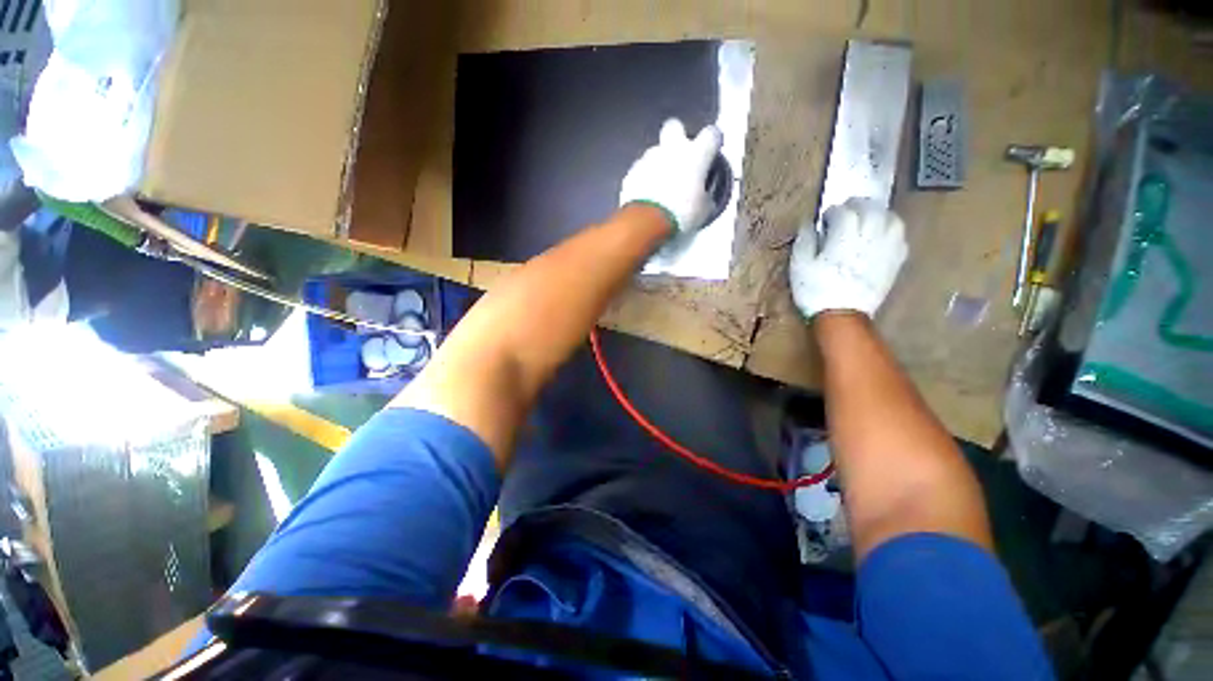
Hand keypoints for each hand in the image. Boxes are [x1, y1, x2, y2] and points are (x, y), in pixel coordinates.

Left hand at [620, 119, 723, 233]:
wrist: (646, 223)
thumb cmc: (681, 215)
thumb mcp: (703, 211)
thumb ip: (705, 197)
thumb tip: (705, 199)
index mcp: (696, 155)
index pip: (711, 134)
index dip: (712, 142)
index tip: (711, 152)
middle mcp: (672, 149)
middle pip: (674, 127)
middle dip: (677, 137)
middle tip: (679, 157)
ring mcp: (648, 159)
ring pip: (654, 151)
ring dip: (658, 163)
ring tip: (659, 185)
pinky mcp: (631, 172)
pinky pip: (640, 170)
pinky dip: (643, 179)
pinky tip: (645, 195)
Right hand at [790, 198, 907, 318]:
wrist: (841, 316)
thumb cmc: (815, 291)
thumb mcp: (799, 267)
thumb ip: (804, 241)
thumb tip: (808, 224)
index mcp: (843, 239)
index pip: (844, 212)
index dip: (834, 211)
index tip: (825, 218)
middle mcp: (869, 238)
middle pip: (871, 210)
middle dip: (858, 205)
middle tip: (847, 209)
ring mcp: (886, 249)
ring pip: (891, 219)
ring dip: (879, 213)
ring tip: (868, 217)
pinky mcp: (895, 261)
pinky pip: (900, 237)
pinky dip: (892, 229)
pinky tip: (882, 234)